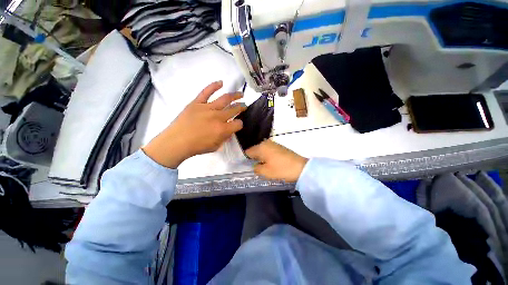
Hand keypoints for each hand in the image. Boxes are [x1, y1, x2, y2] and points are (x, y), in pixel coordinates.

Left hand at [143, 81, 245, 167]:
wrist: (176, 142)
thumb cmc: (196, 147)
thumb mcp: (215, 147)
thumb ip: (225, 138)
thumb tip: (229, 131)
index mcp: (223, 129)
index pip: (238, 124)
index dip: (240, 124)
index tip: (238, 124)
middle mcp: (218, 117)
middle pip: (234, 109)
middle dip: (242, 107)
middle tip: (244, 105)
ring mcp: (207, 108)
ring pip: (225, 99)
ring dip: (235, 95)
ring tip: (240, 94)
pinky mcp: (197, 103)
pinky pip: (206, 92)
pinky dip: (214, 86)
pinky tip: (221, 82)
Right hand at [246, 140, 307, 182]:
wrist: (301, 167)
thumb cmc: (281, 169)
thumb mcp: (266, 172)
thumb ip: (256, 168)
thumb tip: (254, 166)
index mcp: (261, 147)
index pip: (248, 152)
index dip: (245, 160)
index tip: (245, 167)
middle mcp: (266, 143)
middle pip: (255, 150)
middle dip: (253, 158)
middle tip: (254, 168)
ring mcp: (274, 144)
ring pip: (262, 150)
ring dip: (261, 157)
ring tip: (262, 166)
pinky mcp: (279, 147)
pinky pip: (269, 151)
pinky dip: (267, 156)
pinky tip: (269, 163)